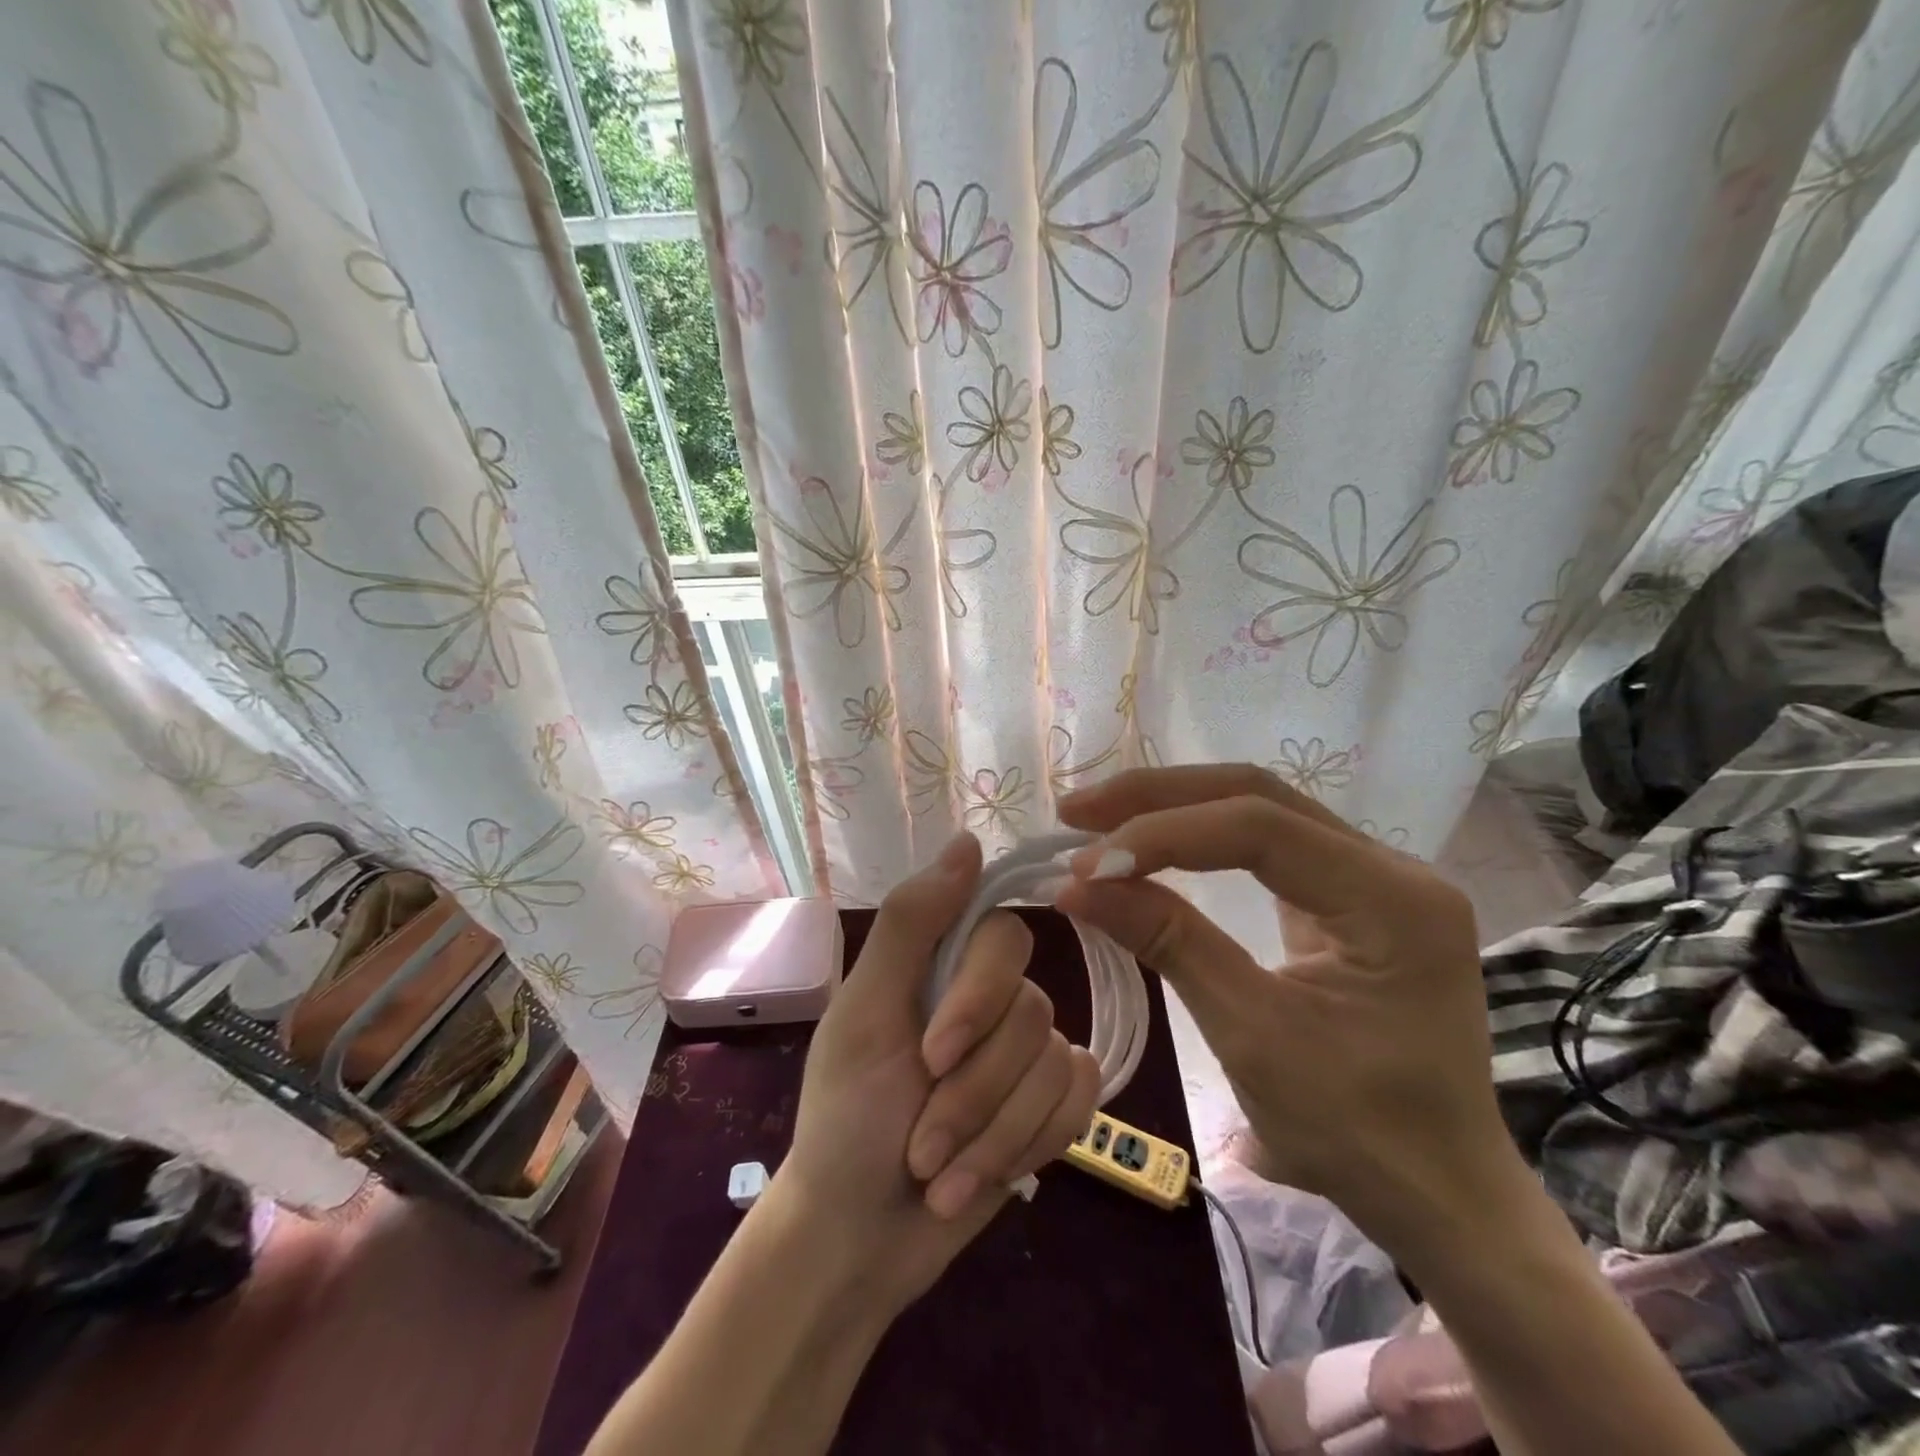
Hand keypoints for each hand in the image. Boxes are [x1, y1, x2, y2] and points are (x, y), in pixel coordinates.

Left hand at [778, 832, 1099, 1310]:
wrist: (860, 1236)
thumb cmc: (846, 1119)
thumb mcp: (864, 1014)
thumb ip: (913, 922)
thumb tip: (969, 838)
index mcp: (942, 962)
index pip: (1004, 937)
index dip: (978, 999)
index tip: (932, 1057)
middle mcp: (991, 996)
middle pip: (1033, 1011)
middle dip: (975, 1092)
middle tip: (921, 1140)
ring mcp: (1024, 1050)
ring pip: (1055, 1066)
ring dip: (991, 1136)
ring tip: (937, 1171)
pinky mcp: (1051, 1104)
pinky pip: (1081, 1100)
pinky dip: (1028, 1148)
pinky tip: (982, 1179)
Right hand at [1054, 765, 1516, 1244]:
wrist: (1435, 1190)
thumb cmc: (1355, 1131)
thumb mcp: (1251, 1035)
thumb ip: (1169, 942)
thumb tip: (1077, 885)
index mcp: (1392, 900)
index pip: (1259, 828)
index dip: (1164, 835)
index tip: (1086, 864)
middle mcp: (1390, 867)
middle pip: (1257, 795)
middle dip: (1158, 798)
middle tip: (1077, 813)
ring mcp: (1372, 875)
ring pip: (1257, 808)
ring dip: (1172, 808)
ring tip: (1097, 818)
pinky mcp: (1346, 893)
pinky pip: (1264, 843)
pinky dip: (1197, 837)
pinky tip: (1151, 840)